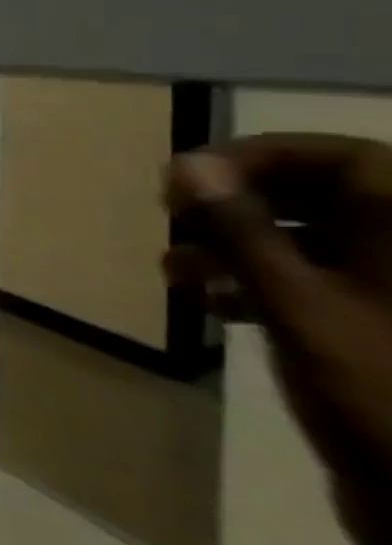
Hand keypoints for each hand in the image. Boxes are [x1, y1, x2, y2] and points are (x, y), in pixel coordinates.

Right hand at [167, 136, 391, 544]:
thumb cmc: (378, 388)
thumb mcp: (296, 303)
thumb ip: (240, 229)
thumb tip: (190, 163)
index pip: (344, 159)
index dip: (263, 155)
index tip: (189, 175)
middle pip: (324, 196)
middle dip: (239, 203)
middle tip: (174, 219)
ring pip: (313, 240)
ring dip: (237, 246)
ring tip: (176, 269)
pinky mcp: (381, 330)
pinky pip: (316, 282)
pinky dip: (259, 283)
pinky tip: (210, 303)